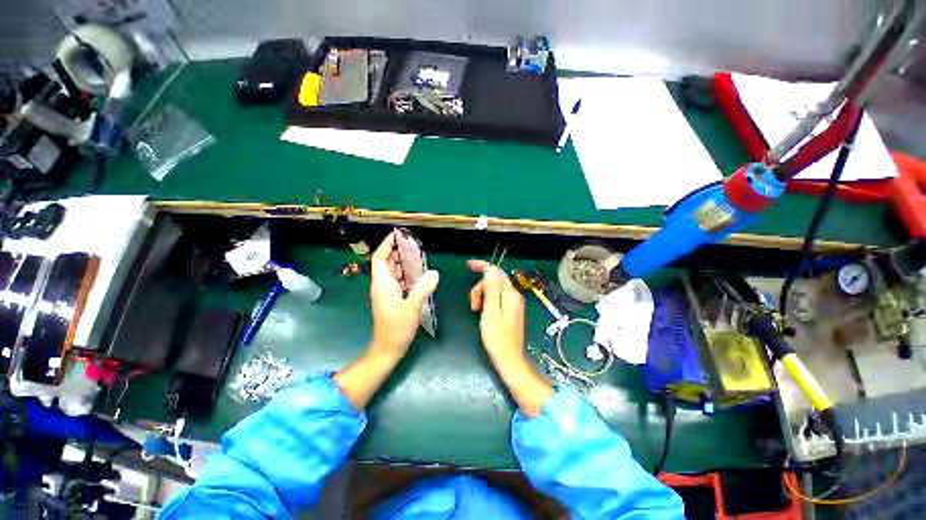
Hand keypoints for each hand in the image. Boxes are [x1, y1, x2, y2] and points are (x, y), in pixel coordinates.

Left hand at [369, 231, 439, 361]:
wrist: (388, 348)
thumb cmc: (396, 328)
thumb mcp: (412, 307)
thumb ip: (423, 289)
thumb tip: (434, 272)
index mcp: (382, 284)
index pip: (379, 259)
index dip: (385, 246)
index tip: (396, 236)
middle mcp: (382, 286)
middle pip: (386, 263)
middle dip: (396, 251)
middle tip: (411, 243)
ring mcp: (387, 293)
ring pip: (392, 272)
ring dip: (401, 262)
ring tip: (416, 254)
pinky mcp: (392, 299)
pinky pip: (398, 280)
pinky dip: (405, 273)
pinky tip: (417, 273)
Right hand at [468, 259, 551, 417]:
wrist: (509, 360)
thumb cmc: (497, 338)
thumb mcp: (491, 311)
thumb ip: (491, 289)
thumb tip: (491, 269)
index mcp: (511, 294)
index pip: (497, 272)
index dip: (482, 266)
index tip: (468, 265)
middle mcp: (514, 296)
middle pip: (494, 281)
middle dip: (479, 288)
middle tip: (472, 304)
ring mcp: (513, 304)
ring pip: (494, 290)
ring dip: (482, 296)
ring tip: (476, 310)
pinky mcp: (510, 311)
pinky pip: (496, 299)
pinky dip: (486, 302)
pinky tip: (482, 313)